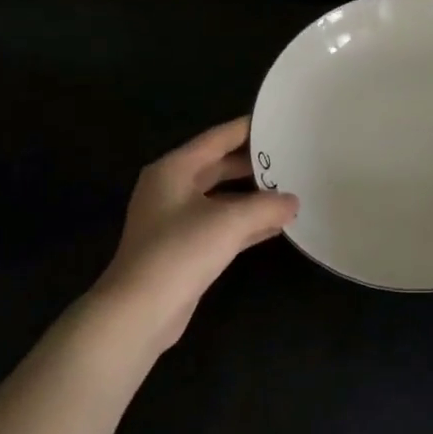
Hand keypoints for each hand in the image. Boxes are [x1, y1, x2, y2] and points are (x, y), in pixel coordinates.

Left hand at [96, 116, 297, 349]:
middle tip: (292, 157)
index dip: (248, 129)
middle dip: (254, 164)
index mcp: (174, 169)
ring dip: (253, 196)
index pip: (217, 138)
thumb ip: (266, 206)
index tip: (279, 122)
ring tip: (291, 189)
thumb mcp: (230, 222)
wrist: (139, 311)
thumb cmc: (180, 252)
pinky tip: (276, 225)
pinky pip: (221, 225)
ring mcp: (176, 220)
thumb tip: (293, 202)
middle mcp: (172, 188)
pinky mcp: (184, 248)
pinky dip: (246, 224)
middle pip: (219, 166)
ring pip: (222, 198)